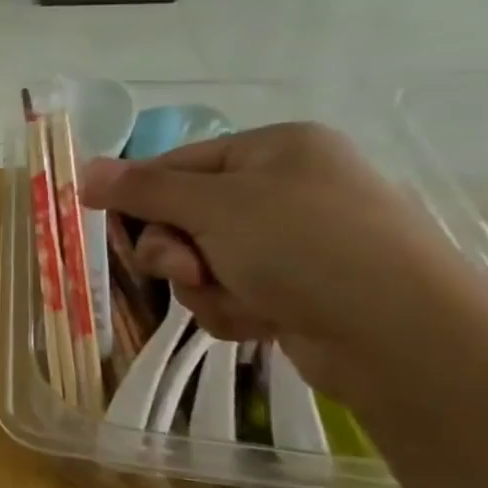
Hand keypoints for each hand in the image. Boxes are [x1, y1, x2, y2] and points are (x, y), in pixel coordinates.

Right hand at [80, 123, 487, 397]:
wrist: (402, 338)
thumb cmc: (304, 247)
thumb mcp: (212, 207)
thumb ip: (142, 189)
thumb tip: (84, 170)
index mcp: (275, 149)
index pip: (176, 164)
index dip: (142, 197)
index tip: (117, 228)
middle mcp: (286, 188)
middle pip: (184, 217)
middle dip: (176, 251)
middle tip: (188, 269)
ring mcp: (295, 242)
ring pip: (202, 261)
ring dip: (205, 286)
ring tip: (241, 299)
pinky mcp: (299, 289)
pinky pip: (232, 293)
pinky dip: (234, 309)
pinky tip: (263, 319)